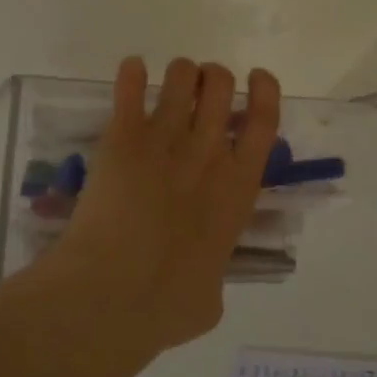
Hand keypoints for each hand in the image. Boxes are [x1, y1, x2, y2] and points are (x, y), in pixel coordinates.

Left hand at [46, 56, 280, 353]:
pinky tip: (131, 70)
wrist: (112, 295)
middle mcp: (206, 154)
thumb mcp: (209, 301)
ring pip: (180, 77)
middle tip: (201, 87)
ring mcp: (163, 141)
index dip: (264, 91)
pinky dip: (131, 74)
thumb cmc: (167, 305)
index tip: (256, 77)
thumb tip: (204, 282)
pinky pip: (130, 89)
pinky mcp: (122, 138)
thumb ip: (213, 277)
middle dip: (214, 77)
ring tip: (171, 81)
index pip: (263, 121)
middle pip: (220, 86)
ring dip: (179, 72)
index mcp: (237, 188)